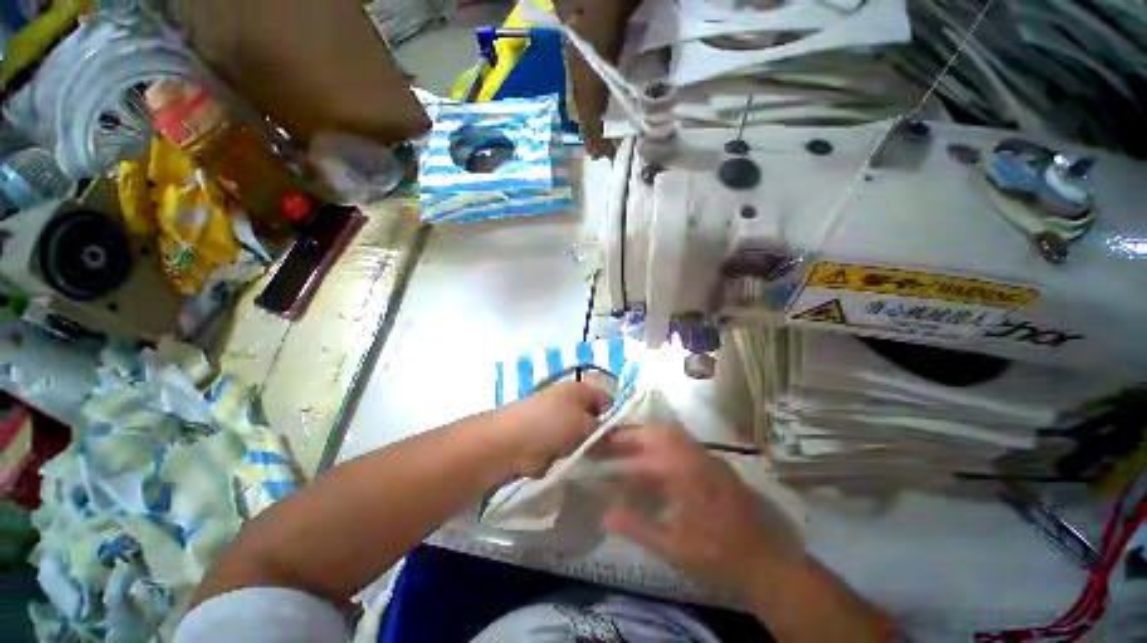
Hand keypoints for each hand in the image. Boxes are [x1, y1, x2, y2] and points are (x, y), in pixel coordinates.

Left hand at [498, 381, 612, 477]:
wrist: (509, 442)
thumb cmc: (551, 424)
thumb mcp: (585, 425)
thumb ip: (605, 431)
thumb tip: (619, 437)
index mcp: (579, 388)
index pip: (606, 398)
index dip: (615, 416)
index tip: (622, 439)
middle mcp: (567, 399)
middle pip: (593, 416)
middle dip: (600, 434)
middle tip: (610, 455)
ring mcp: (554, 418)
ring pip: (580, 433)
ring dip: (585, 447)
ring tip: (594, 462)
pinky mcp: (545, 437)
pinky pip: (566, 446)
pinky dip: (570, 454)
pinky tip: (575, 464)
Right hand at [600, 422, 796, 594]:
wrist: (767, 563)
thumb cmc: (717, 556)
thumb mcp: (673, 548)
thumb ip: (637, 527)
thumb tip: (605, 514)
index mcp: (685, 472)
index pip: (643, 454)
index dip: (618, 453)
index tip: (600, 453)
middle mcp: (697, 455)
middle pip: (659, 429)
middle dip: (633, 433)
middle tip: (612, 445)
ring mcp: (709, 457)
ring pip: (671, 433)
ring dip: (648, 437)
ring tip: (629, 451)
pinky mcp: (715, 464)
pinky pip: (683, 444)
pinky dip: (662, 445)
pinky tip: (655, 464)